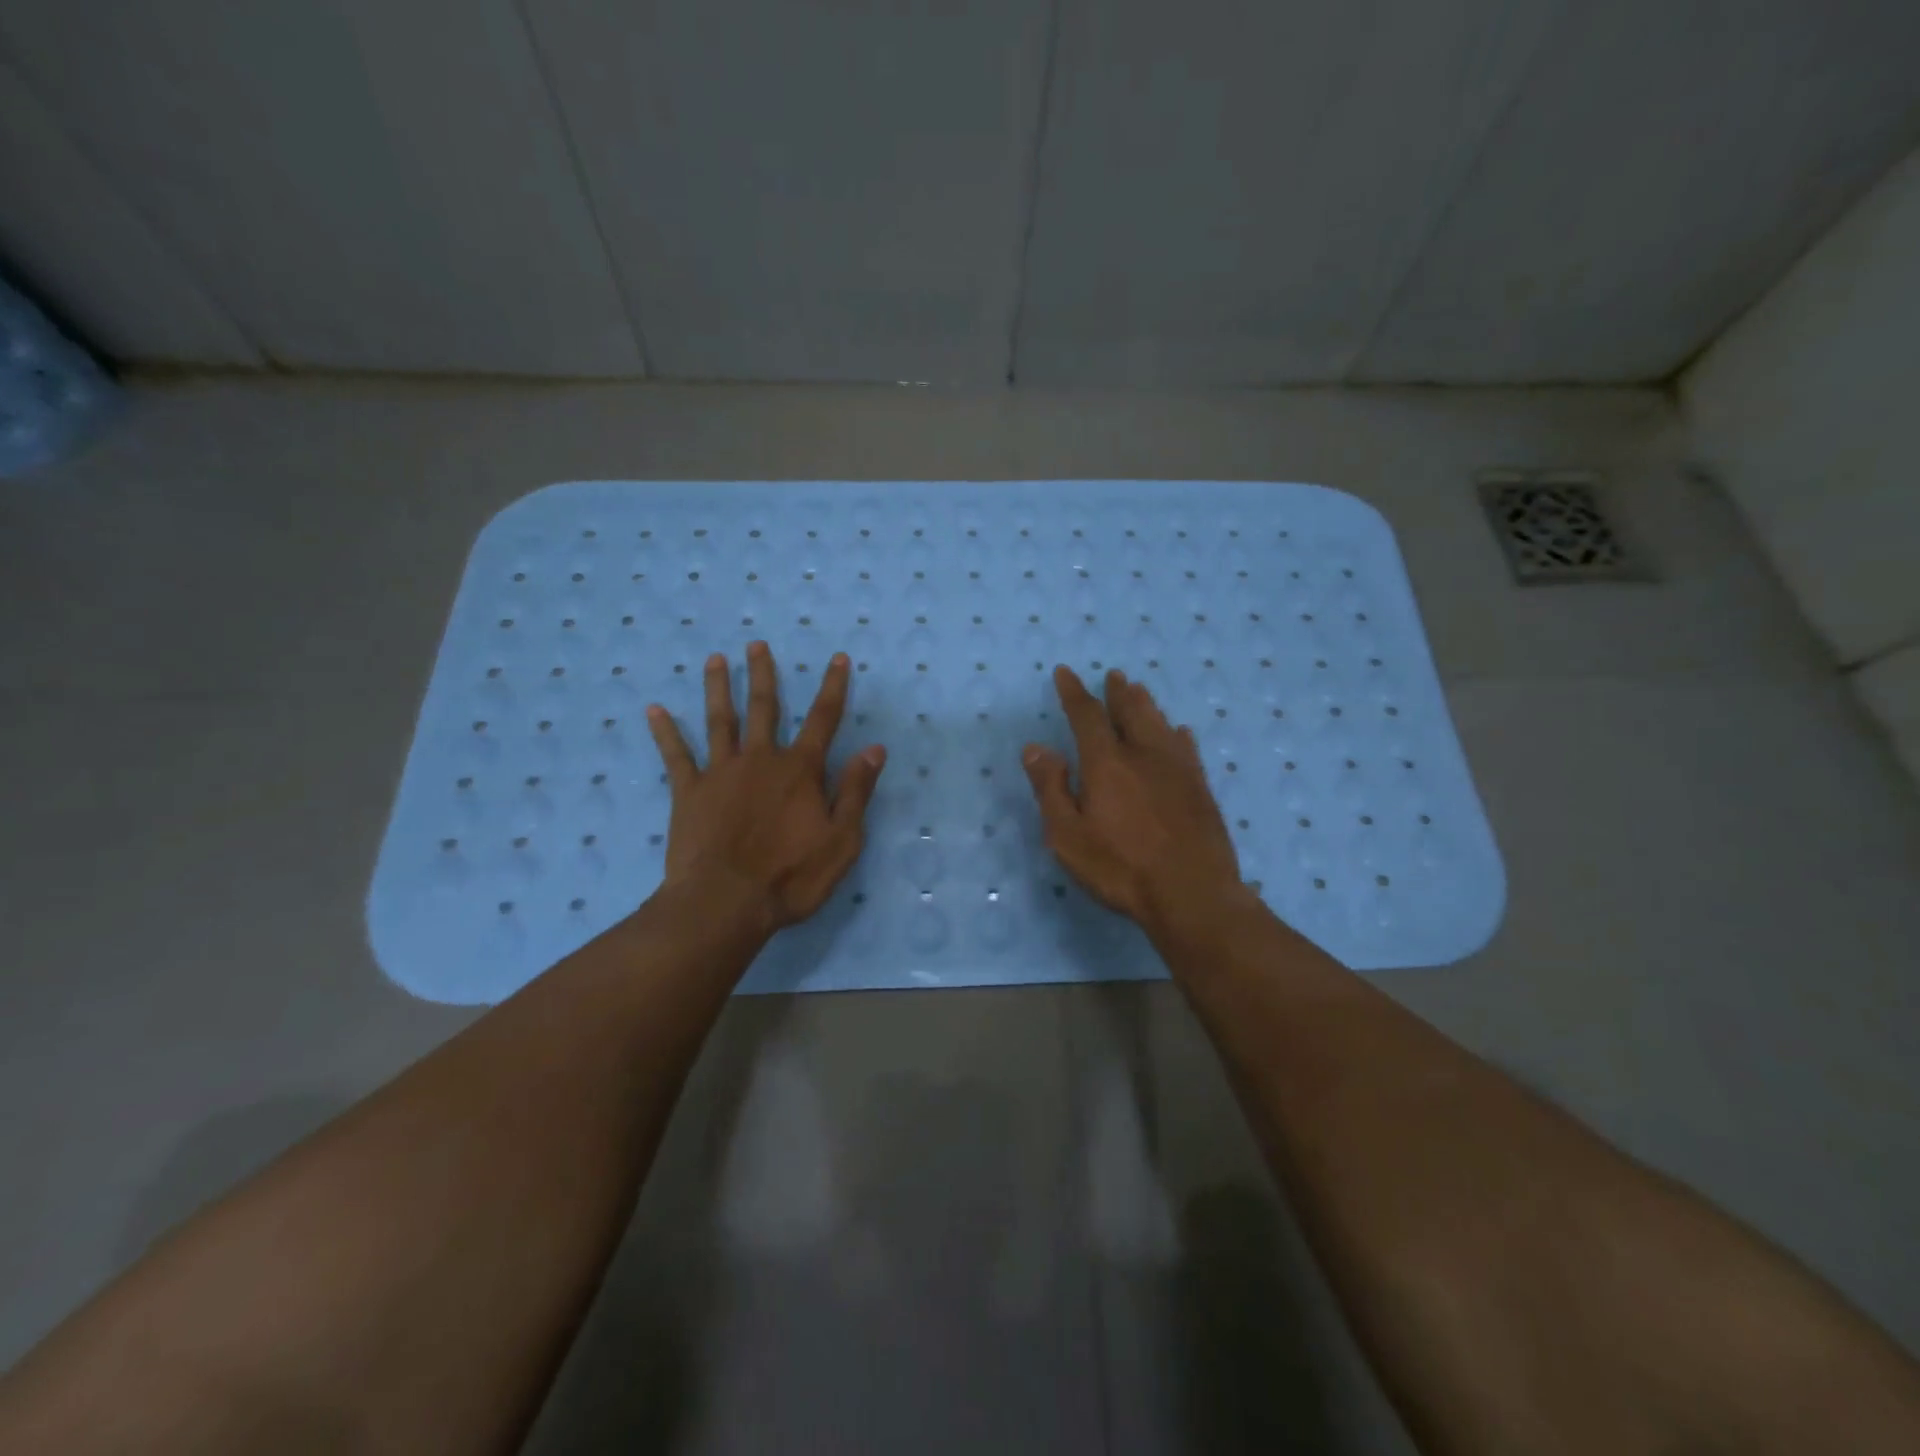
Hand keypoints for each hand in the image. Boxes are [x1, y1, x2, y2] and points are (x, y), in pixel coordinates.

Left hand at [646, 642, 884, 935]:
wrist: (725, 903)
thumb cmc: (791, 876)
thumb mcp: (841, 840)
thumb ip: (855, 791)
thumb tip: (874, 749)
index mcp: (800, 770)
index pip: (823, 719)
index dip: (833, 687)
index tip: (838, 658)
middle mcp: (761, 760)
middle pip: (764, 708)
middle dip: (763, 674)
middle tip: (756, 644)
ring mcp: (721, 772)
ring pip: (720, 721)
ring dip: (717, 688)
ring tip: (714, 659)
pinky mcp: (689, 792)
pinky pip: (676, 756)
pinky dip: (665, 732)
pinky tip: (654, 710)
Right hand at [1023, 666, 1244, 931]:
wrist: (1192, 893)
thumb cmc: (1121, 867)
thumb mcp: (1068, 835)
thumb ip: (1051, 788)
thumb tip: (1035, 748)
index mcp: (1107, 763)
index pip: (1087, 716)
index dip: (1074, 693)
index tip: (1065, 673)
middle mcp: (1144, 755)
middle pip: (1130, 712)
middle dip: (1117, 693)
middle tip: (1113, 676)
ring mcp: (1178, 770)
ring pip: (1160, 724)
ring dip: (1146, 705)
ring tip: (1139, 690)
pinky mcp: (1200, 788)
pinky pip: (1187, 748)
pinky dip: (1177, 734)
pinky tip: (1180, 732)